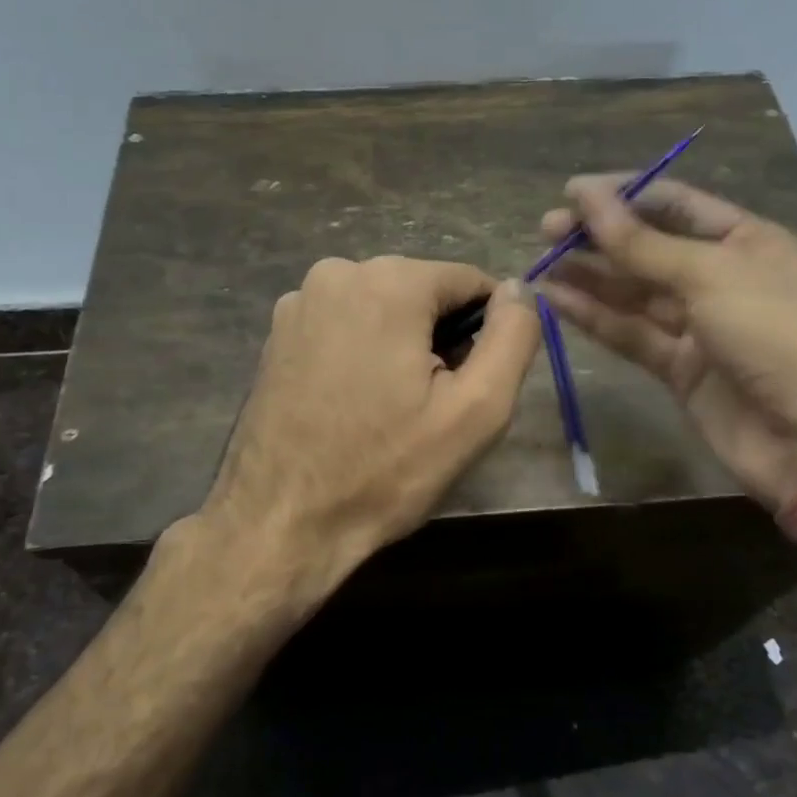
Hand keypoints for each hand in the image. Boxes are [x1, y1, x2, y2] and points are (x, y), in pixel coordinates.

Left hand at [199, 256, 539, 611]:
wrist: (281, 523)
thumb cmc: (385, 470)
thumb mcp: (476, 410)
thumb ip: (513, 337)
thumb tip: (518, 289)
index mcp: (389, 281)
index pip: (470, 282)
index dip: (486, 333)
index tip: (469, 387)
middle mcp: (337, 272)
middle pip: (424, 293)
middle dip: (440, 339)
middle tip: (432, 408)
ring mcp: (299, 302)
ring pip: (384, 309)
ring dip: (402, 347)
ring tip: (390, 411)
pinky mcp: (278, 333)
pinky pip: (346, 326)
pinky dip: (362, 353)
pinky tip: (353, 405)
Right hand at [537, 177, 796, 506]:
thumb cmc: (774, 332)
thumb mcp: (709, 275)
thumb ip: (642, 243)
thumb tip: (587, 195)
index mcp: (744, 240)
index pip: (676, 203)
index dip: (625, 195)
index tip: (573, 193)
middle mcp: (720, 277)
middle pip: (649, 248)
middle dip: (600, 236)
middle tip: (548, 230)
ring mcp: (699, 326)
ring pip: (634, 293)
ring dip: (590, 276)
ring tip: (541, 262)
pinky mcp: (679, 369)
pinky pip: (631, 334)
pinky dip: (595, 317)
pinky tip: (556, 300)